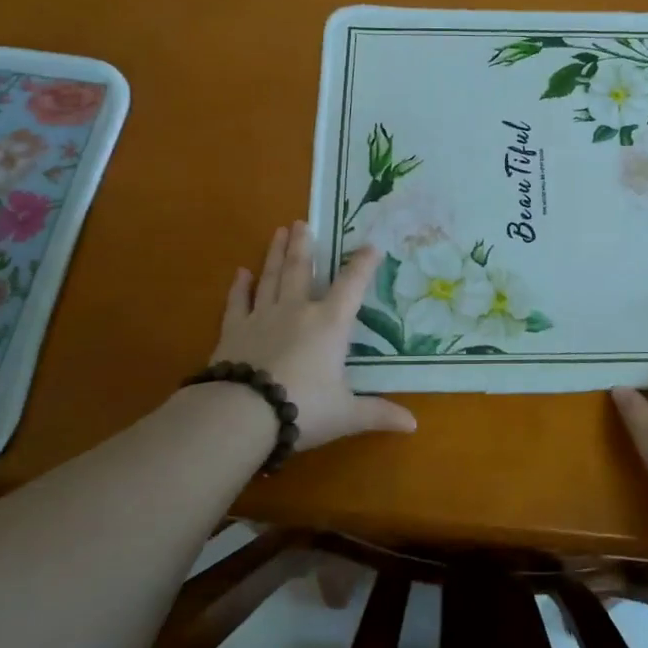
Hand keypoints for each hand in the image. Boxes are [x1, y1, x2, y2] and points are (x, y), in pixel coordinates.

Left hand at [211, 221, 416, 450]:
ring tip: (279, 231)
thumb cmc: (304, 408)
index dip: (362, 264)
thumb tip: (414, 425)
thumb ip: (378, 414)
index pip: (351, 286)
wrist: (243, 414)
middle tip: (302, 222)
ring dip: (275, 254)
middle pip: (301, 270)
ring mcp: (262, 317)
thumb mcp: (347, 414)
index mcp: (329, 324)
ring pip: (270, 277)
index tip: (370, 245)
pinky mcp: (233, 331)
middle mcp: (297, 311)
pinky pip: (238, 302)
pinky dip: (240, 287)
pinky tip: (240, 272)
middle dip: (304, 245)